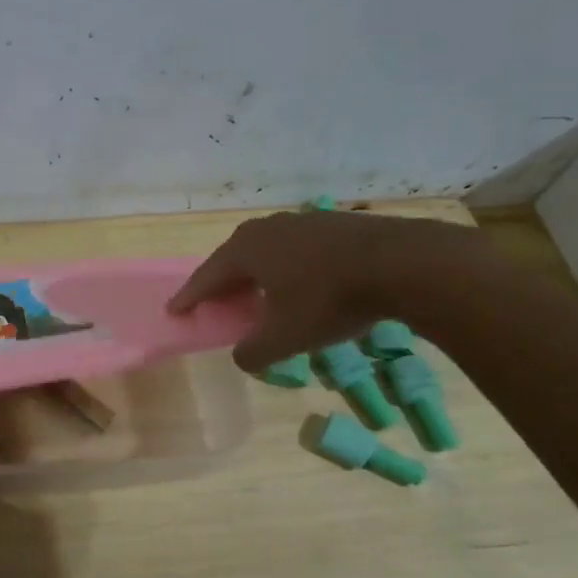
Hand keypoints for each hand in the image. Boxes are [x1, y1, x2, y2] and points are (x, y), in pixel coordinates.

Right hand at [168, 209, 484, 371]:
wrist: (403, 263)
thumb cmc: (330, 300)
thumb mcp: (286, 338)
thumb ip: (255, 352)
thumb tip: (243, 356)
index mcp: (246, 251)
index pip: (206, 276)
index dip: (189, 296)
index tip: (174, 310)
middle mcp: (267, 229)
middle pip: (233, 257)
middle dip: (221, 280)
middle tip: (214, 300)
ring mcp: (302, 221)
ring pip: (266, 249)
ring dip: (256, 272)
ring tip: (256, 291)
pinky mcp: (334, 224)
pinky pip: (295, 248)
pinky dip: (287, 266)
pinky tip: (300, 282)